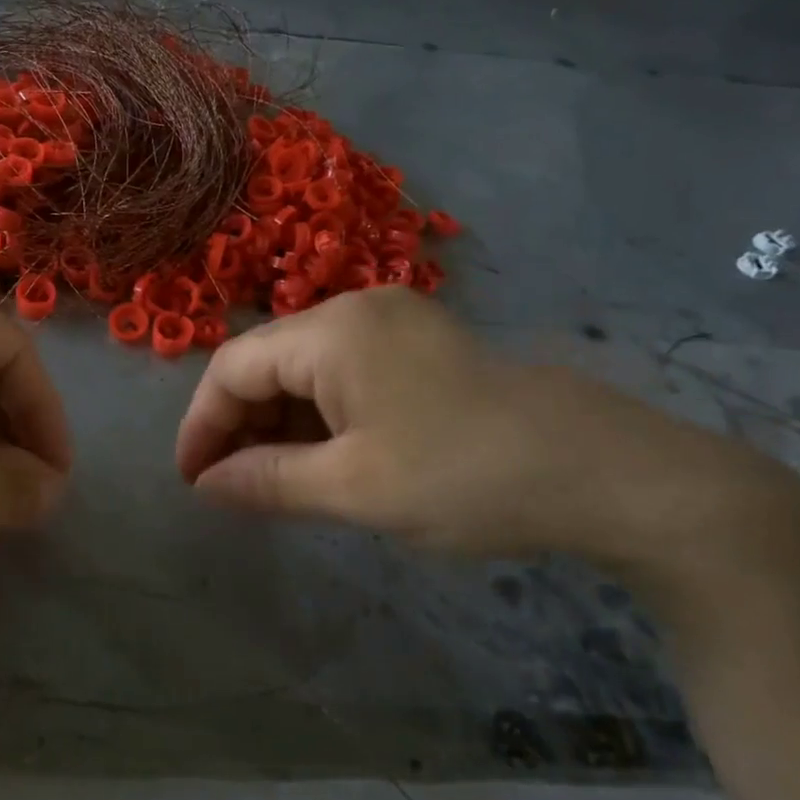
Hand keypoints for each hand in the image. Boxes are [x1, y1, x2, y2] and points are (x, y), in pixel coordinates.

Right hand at [175, 288, 776, 562]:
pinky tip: (321, 460)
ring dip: (279, 424)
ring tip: (270, 483)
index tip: (191, 482)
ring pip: (305, 371)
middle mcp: (355, 311)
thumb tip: (205, 485)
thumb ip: (266, 482)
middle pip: (267, 363)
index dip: (201, 424)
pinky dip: (320, 418)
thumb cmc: (465, 477)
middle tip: (229, 489)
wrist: (608, 474)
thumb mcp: (353, 488)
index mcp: (331, 331)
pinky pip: (344, 376)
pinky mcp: (421, 348)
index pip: (232, 368)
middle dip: (239, 425)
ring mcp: (393, 325)